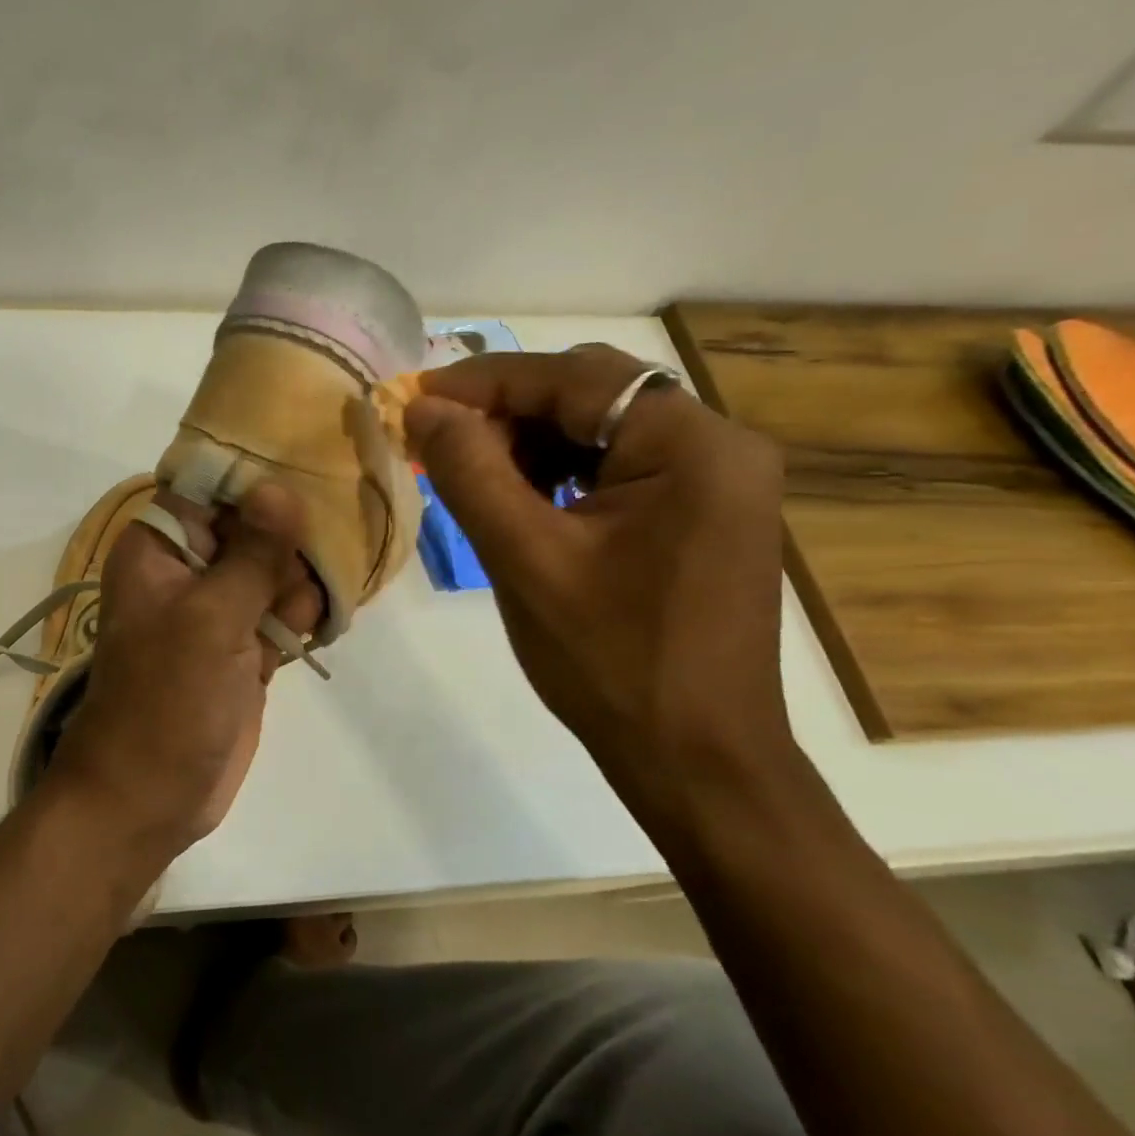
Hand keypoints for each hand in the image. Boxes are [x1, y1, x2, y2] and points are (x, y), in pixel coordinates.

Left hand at [42, 484, 322, 861]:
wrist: (150, 796)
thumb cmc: (166, 700)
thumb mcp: (210, 619)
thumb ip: (251, 554)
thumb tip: (279, 488)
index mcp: (159, 548)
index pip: (208, 486)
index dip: (256, 476)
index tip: (311, 468)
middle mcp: (187, 569)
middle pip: (250, 524)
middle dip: (287, 537)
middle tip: (311, 560)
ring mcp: (218, 609)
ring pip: (273, 568)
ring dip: (298, 581)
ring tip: (301, 612)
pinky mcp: (243, 647)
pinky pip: (281, 610)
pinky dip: (300, 615)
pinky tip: (315, 627)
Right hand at [404, 345, 790, 834]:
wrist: (694, 757)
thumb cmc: (609, 659)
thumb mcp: (524, 558)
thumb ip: (470, 471)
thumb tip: (423, 408)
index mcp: (692, 446)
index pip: (574, 378)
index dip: (485, 382)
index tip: (415, 398)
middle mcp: (719, 446)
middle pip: (593, 393)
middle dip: (507, 411)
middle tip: (438, 443)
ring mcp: (716, 481)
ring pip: (602, 428)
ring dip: (531, 441)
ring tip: (471, 476)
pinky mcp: (702, 513)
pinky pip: (619, 466)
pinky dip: (561, 472)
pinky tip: (520, 500)